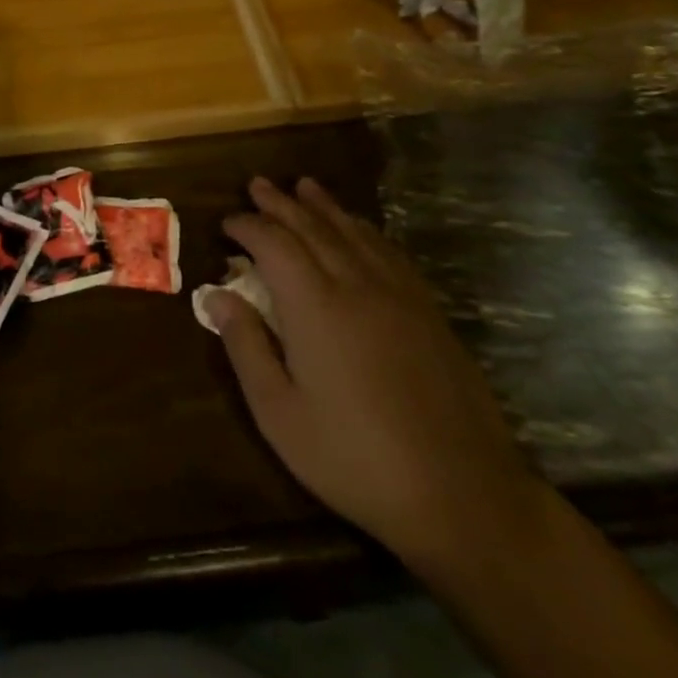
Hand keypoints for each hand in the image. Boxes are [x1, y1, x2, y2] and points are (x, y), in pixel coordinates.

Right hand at [205, 176, 546, 569]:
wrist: (461, 493)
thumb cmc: (354, 457)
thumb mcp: (279, 413)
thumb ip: (246, 346)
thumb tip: (216, 295)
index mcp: (314, 305)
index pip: (273, 244)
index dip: (247, 227)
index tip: (227, 223)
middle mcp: (355, 284)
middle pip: (312, 227)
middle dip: (281, 203)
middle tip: (257, 184)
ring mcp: (398, 295)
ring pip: (353, 232)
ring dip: (324, 207)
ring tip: (304, 186)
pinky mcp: (428, 311)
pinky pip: (389, 251)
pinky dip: (364, 230)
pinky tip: (358, 229)